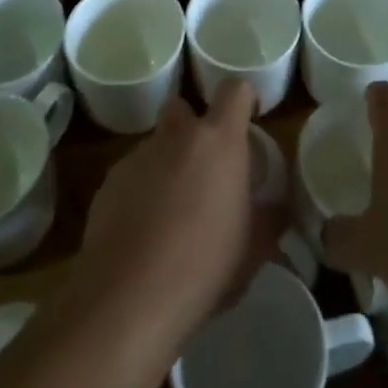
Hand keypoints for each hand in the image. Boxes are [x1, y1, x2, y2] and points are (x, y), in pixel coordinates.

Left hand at [69, 80, 279, 342]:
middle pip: (183, 106)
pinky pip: (132, 174)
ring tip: (171, 211)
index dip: (243, 99)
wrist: (127, 298)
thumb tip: (278, 209)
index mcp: (219, 140)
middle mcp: (177, 136)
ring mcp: (138, 156)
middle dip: (192, 127)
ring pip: (156, 144)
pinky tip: (143, 232)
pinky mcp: (109, 182)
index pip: (235, 89)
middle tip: (203, 166)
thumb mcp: (253, 250)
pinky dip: (140, 191)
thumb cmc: (204, 267)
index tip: (248, 120)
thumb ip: (269, 219)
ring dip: (166, 164)